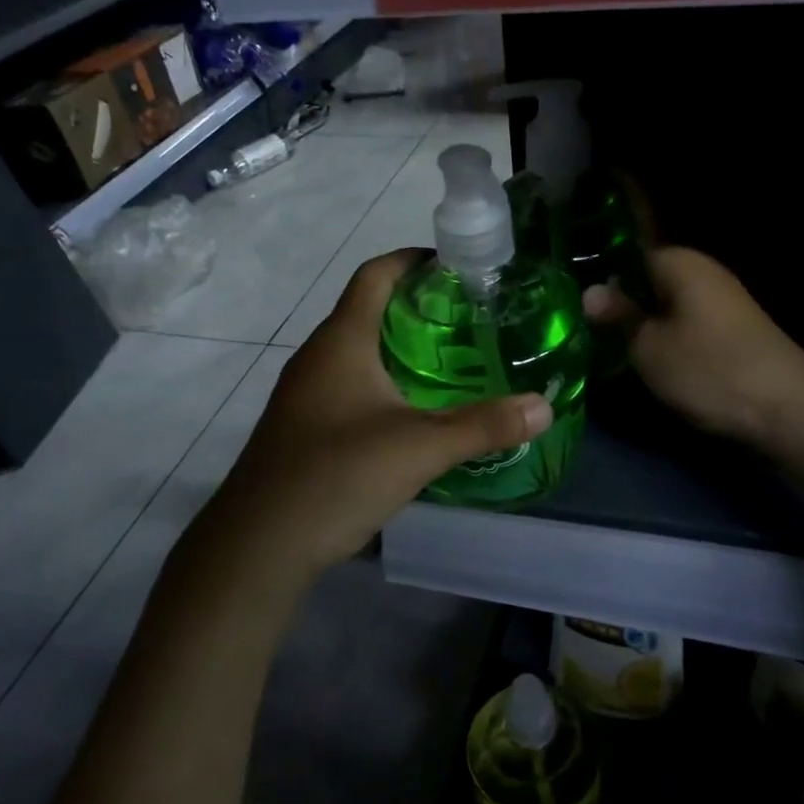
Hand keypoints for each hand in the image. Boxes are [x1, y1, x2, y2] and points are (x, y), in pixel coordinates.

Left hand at [205, 250, 552, 572]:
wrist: (259, 544)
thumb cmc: (336, 476)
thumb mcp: (419, 449)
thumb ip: (483, 426)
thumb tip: (544, 406)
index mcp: (341, 342)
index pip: (375, 275)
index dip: (413, 259)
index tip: (457, 264)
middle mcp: (318, 357)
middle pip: (369, 310)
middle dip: (418, 306)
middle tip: (472, 318)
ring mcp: (306, 393)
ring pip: (359, 351)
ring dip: (401, 348)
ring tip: (454, 361)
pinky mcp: (305, 426)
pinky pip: (350, 385)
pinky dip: (385, 382)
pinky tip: (415, 412)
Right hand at [583, 246, 803, 448]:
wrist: (785, 409)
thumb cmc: (707, 369)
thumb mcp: (648, 346)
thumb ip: (618, 316)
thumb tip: (589, 291)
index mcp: (679, 262)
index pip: (627, 253)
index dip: (601, 276)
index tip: (573, 301)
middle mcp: (703, 272)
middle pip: (648, 280)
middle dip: (621, 302)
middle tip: (584, 328)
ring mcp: (722, 301)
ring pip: (667, 305)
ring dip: (643, 323)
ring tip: (609, 346)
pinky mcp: (732, 330)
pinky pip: (686, 324)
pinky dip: (667, 337)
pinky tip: (649, 359)